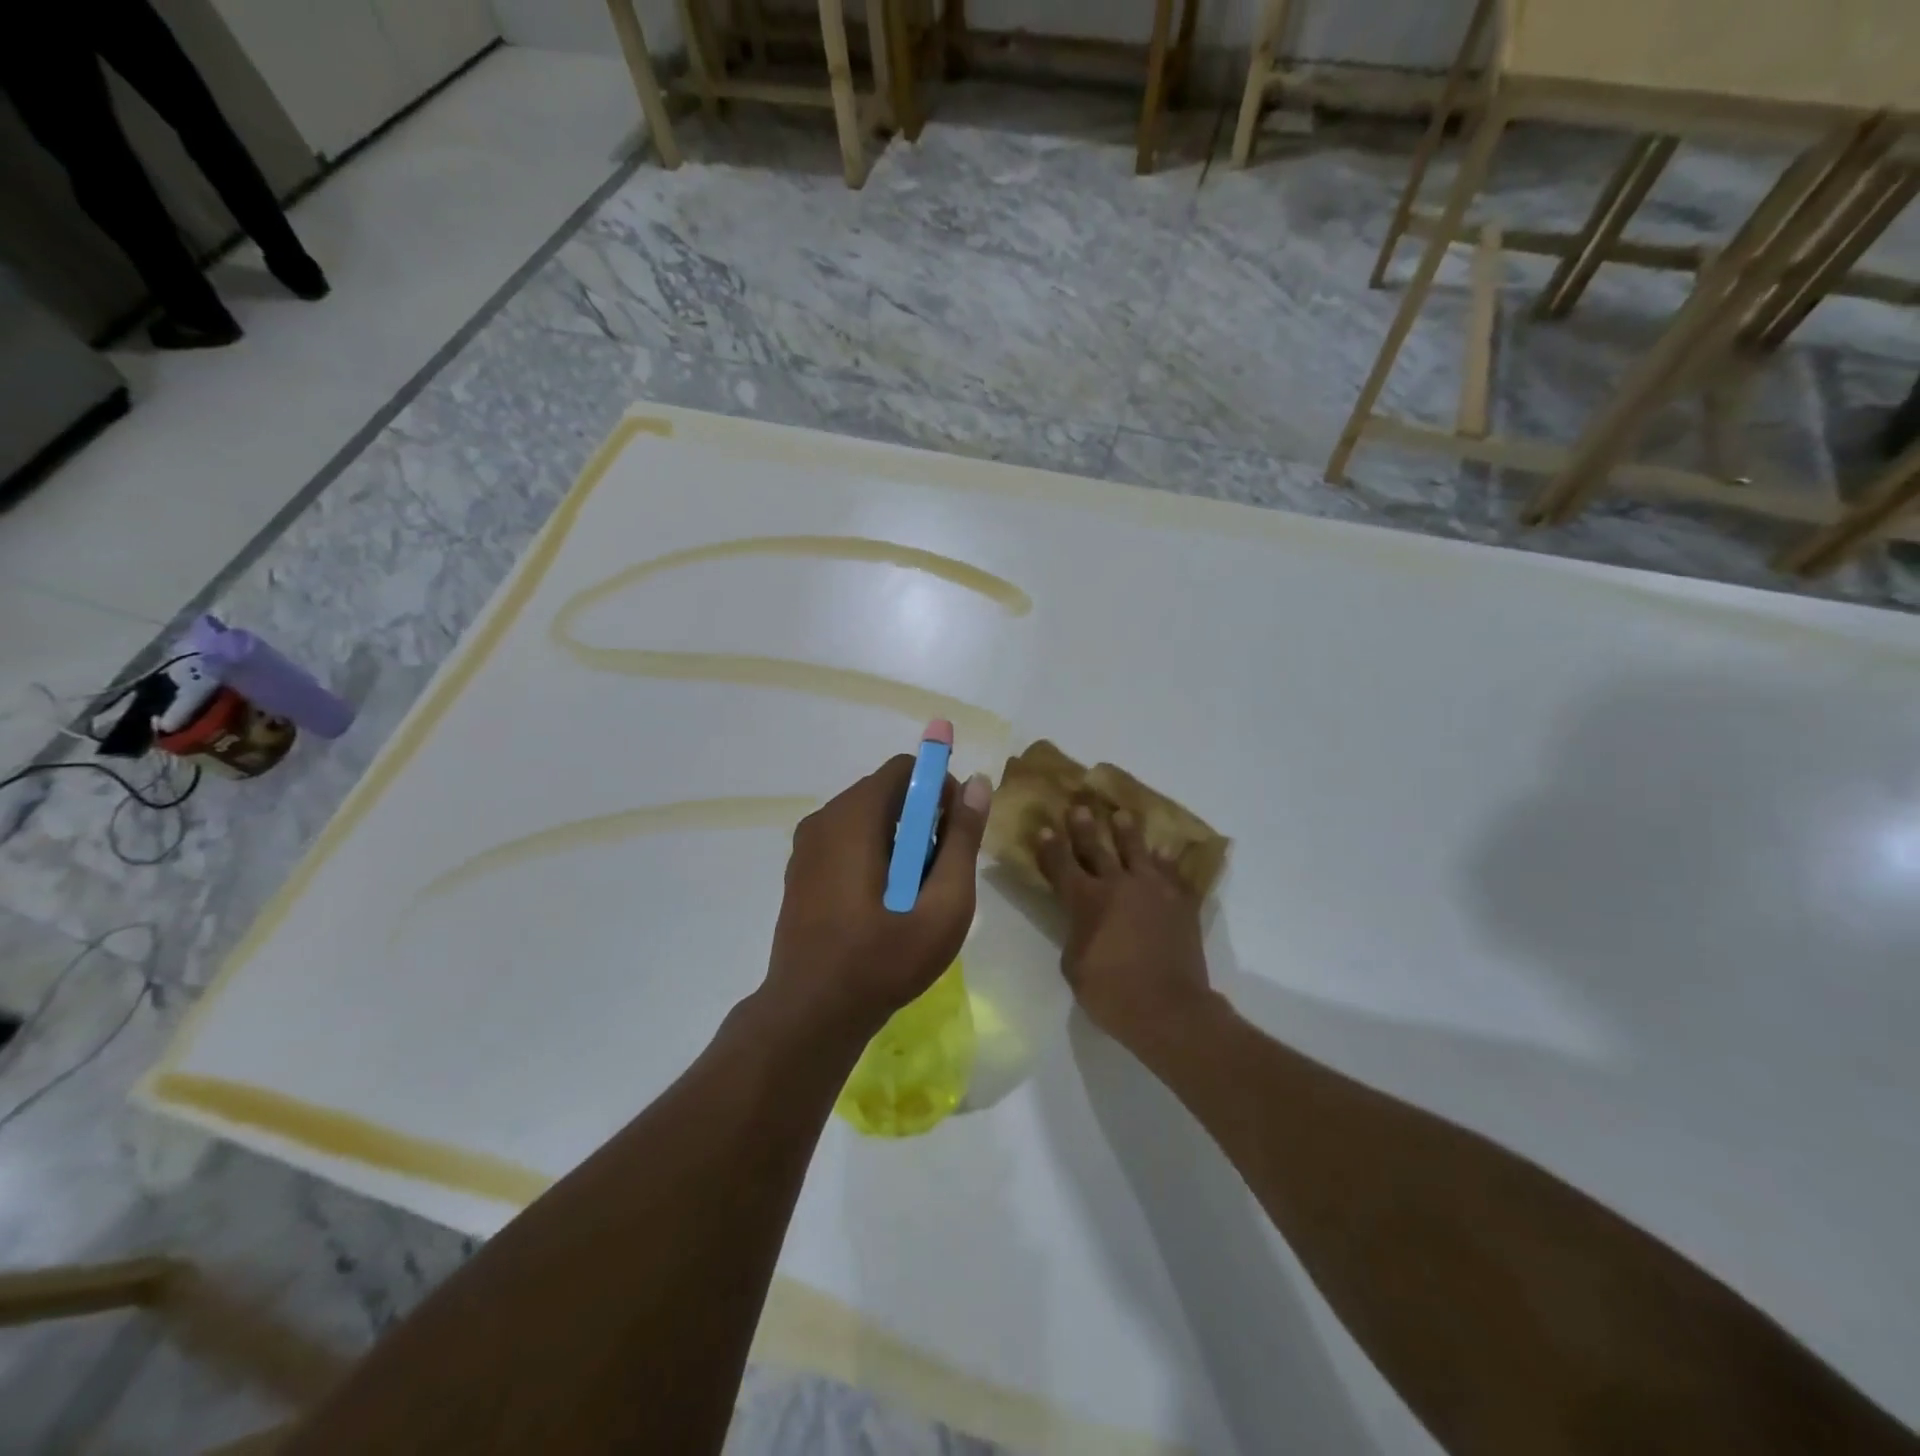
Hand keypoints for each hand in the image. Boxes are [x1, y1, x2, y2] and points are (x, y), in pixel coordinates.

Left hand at [764, 753, 993, 1040]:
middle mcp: (823, 819)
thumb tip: (976, 784)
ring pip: (867, 818)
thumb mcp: (942, 904)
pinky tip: (883, 903)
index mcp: (853, 818)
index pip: (904, 768)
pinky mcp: (801, 870)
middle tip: (939, 870)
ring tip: (914, 893)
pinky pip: (847, 840)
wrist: (811, 1015)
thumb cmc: (883, 960)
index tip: (955, 832)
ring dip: (899, 840)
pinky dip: (874, 854)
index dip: (939, 788)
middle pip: (885, 792)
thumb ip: (962, 840)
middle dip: (921, 819)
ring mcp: (806, 846)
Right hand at [1036, 803, 1214, 1050]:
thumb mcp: (1074, 966)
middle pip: (1096, 848)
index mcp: (1085, 901)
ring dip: (1127, 832)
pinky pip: (1173, 873)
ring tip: (1123, 816)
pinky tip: (1165, 852)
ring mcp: (1153, 890)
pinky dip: (1167, 862)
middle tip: (1080, 807)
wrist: (1169, 1009)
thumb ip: (1075, 934)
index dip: (1050, 847)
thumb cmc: (1111, 993)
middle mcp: (1117, 885)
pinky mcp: (1181, 902)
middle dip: (1084, 827)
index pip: (1061, 865)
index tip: (1044, 828)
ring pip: (1137, 851)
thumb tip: (1083, 923)